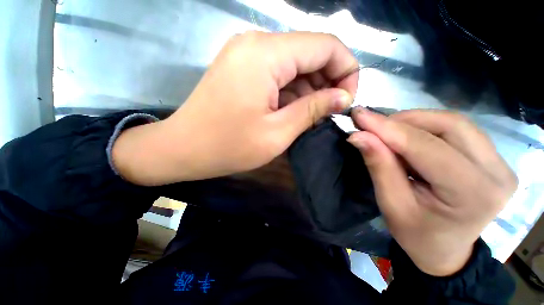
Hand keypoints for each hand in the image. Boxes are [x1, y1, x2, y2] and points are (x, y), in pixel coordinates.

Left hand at [112, 31, 358, 184]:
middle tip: (329, 112)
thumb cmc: (228, 146)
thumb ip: (313, 109)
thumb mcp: (278, 133)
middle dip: (328, 81)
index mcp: (267, 54)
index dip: (346, 71)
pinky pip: (279, 73)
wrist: (184, 149)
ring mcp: (247, 54)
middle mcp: (257, 43)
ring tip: (311, 116)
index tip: (346, 101)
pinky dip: (292, 91)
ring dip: (309, 89)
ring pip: (295, 64)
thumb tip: (343, 98)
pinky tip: (292, 111)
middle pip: (311, 52)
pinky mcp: (242, 69)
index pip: (326, 45)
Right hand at [347, 108, 517, 275]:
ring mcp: (500, 163)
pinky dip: (425, 127)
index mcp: (473, 194)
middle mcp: (496, 173)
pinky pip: (457, 129)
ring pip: (453, 122)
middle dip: (403, 120)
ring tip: (387, 133)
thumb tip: (358, 136)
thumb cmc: (416, 234)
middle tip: (372, 126)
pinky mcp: (494, 158)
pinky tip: (407, 138)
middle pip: (449, 125)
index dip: (388, 128)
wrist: (446, 250)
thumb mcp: (391, 204)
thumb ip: (378, 166)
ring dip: (413, 121)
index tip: (359, 115)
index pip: (426, 147)